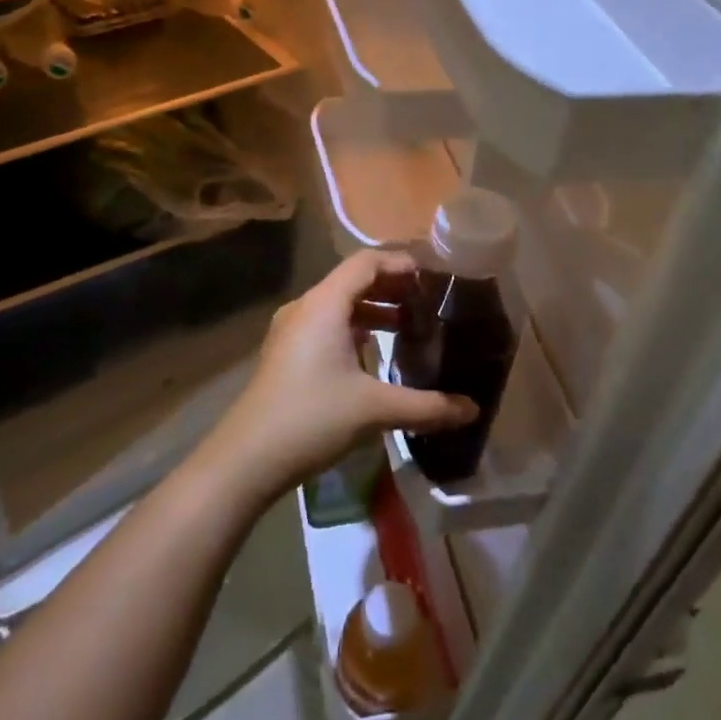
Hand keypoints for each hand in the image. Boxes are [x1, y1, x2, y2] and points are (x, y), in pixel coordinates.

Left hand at [198, 251, 476, 507]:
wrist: (247, 457)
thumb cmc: (312, 418)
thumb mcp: (375, 409)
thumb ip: (427, 406)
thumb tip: (473, 409)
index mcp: (324, 304)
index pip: (366, 262)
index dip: (400, 264)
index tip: (433, 278)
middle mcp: (305, 307)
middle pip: (352, 280)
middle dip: (391, 287)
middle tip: (429, 302)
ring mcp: (291, 330)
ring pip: (338, 305)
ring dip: (373, 310)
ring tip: (409, 327)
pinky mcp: (286, 352)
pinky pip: (326, 325)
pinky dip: (354, 328)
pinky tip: (374, 354)